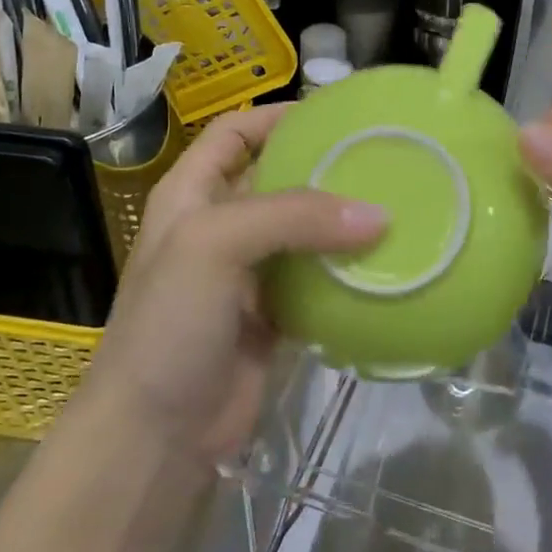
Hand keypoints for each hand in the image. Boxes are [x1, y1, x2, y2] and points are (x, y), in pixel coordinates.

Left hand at [80, 105, 384, 463]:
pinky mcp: (273, 318)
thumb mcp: (216, 246)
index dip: (277, 116)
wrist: (154, 436)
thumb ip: (295, 217)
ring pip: (303, 233)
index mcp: (192, 195)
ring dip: (342, 223)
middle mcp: (220, 227)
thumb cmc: (169, 324)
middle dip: (324, 168)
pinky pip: (318, 283)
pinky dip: (347, 274)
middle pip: (278, 179)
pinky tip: (385, 266)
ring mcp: (247, 276)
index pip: (234, 133)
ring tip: (397, 206)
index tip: (336, 114)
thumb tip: (380, 216)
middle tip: (383, 160)